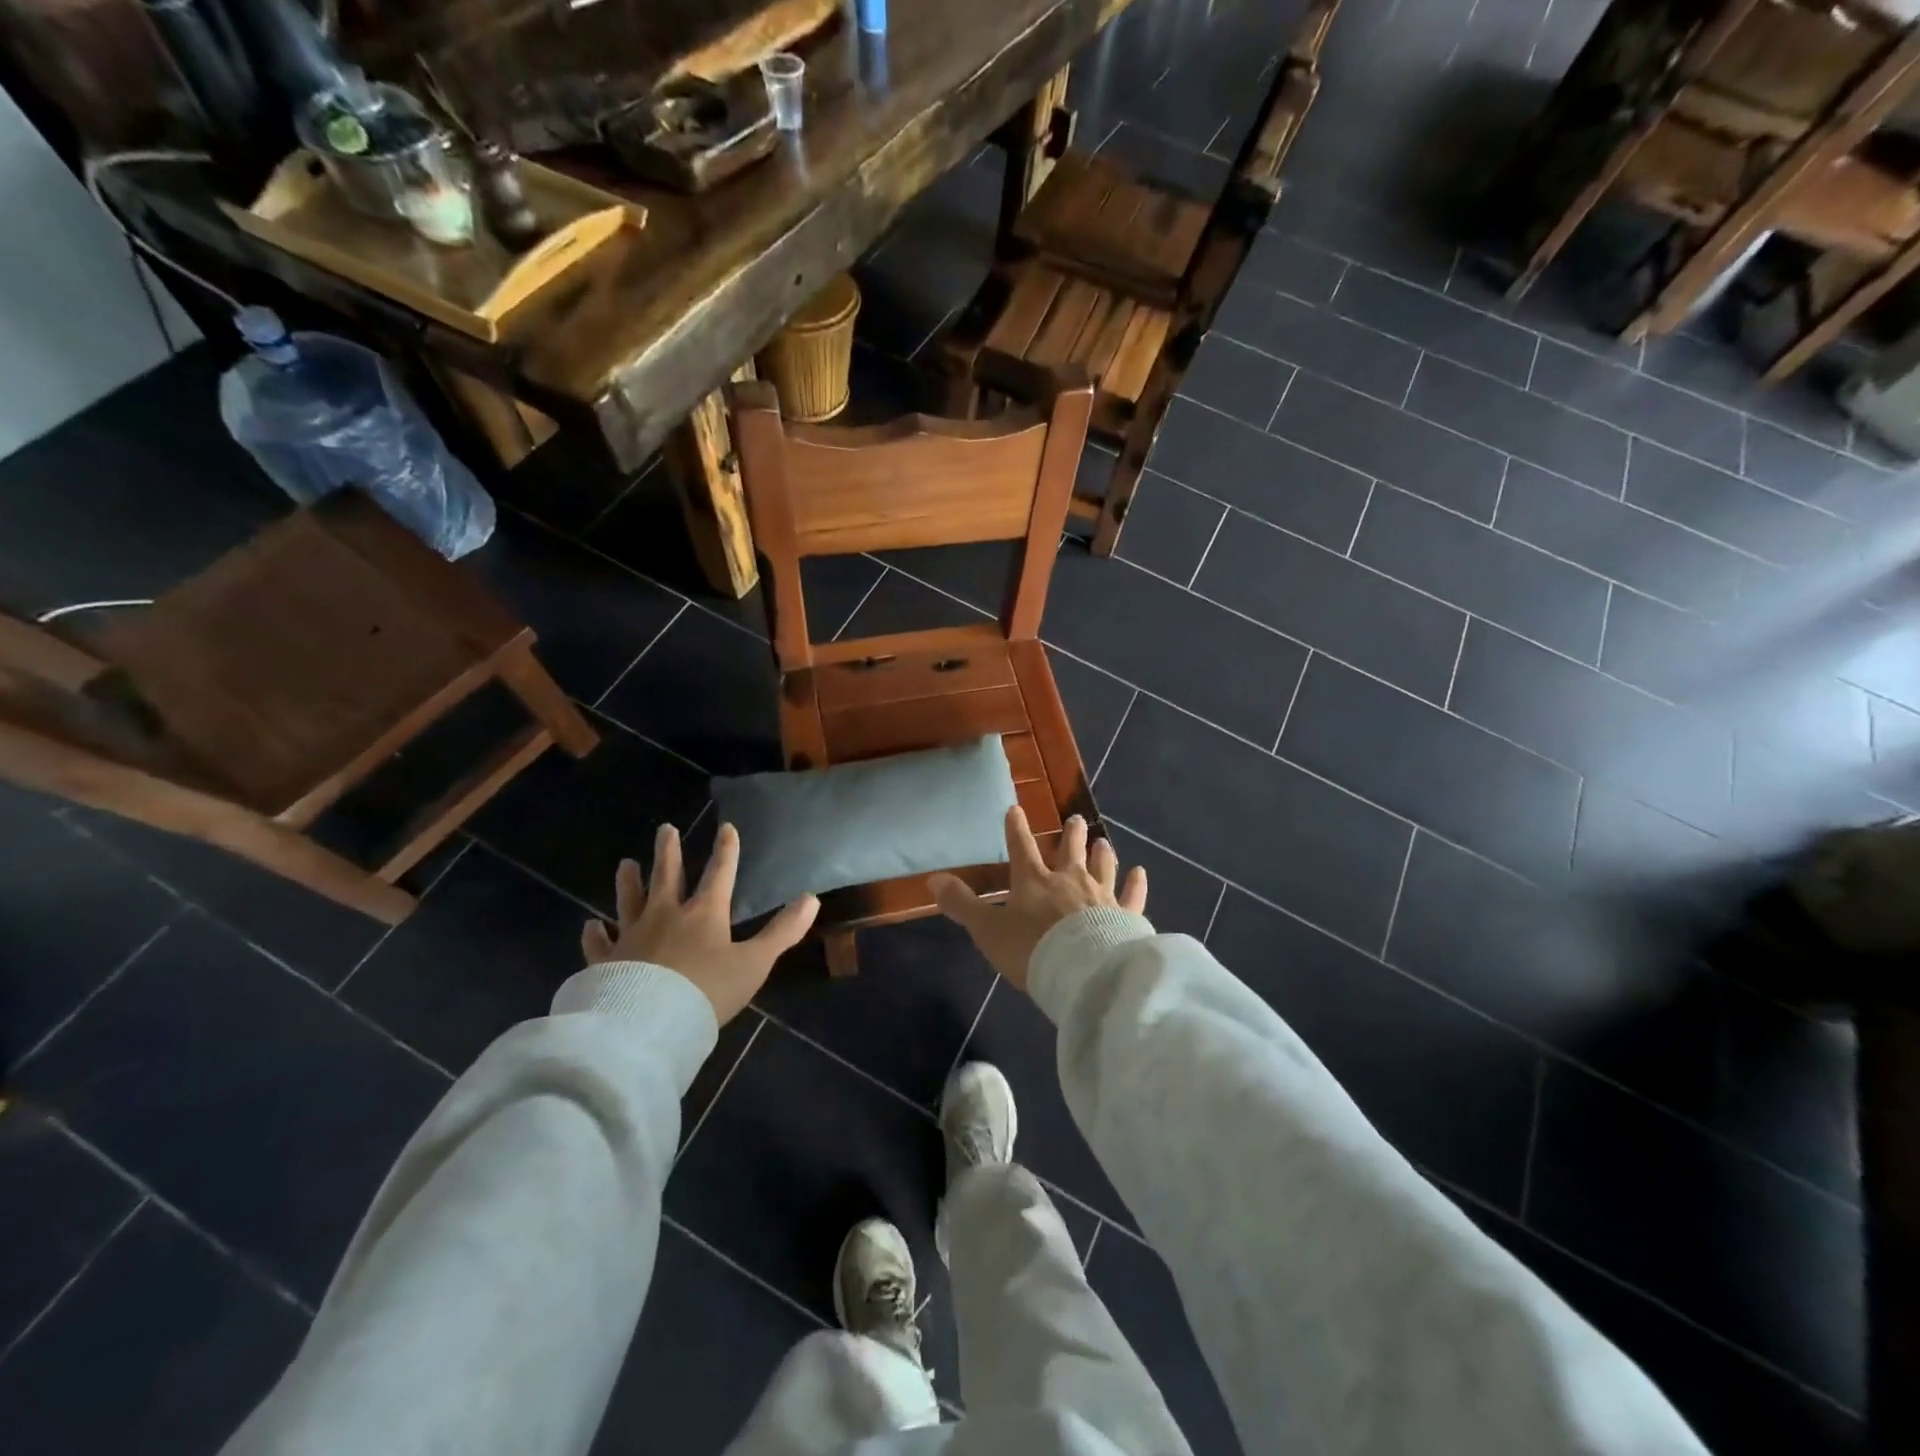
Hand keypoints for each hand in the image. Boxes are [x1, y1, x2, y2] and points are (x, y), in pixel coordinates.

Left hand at [582, 822, 817, 1023]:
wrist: (647, 1025)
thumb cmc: (707, 991)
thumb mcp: (755, 962)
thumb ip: (783, 931)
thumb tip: (811, 898)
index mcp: (704, 913)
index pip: (720, 873)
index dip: (726, 850)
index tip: (726, 827)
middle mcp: (665, 916)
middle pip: (667, 876)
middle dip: (668, 852)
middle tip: (665, 829)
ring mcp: (632, 937)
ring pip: (629, 900)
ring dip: (629, 882)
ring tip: (626, 863)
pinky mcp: (606, 962)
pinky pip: (598, 944)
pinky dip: (594, 934)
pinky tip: (590, 925)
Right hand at [930, 808, 1145, 990]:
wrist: (1083, 972)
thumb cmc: (1031, 949)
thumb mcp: (988, 929)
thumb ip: (962, 904)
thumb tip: (932, 879)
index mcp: (1034, 881)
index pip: (1021, 848)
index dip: (1016, 829)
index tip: (1016, 809)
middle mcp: (1069, 880)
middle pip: (1070, 851)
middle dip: (1071, 834)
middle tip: (1076, 819)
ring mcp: (1101, 896)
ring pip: (1102, 866)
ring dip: (1101, 853)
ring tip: (1103, 841)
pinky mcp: (1126, 916)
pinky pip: (1132, 896)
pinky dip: (1136, 884)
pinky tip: (1140, 873)